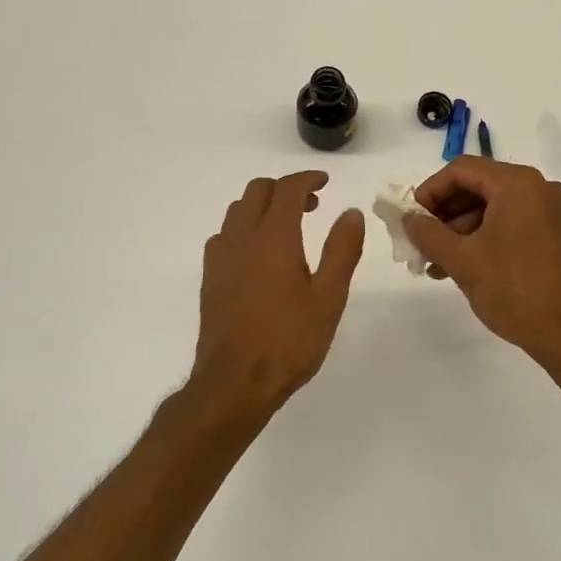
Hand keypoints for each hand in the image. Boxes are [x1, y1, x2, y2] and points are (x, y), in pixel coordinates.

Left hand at [189, 172, 364, 416]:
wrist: (234, 381)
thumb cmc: (289, 341)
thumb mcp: (328, 298)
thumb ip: (341, 251)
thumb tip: (350, 212)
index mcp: (273, 237)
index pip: (287, 189)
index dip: (307, 179)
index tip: (325, 182)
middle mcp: (241, 237)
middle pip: (257, 191)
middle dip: (285, 188)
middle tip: (311, 205)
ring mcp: (220, 256)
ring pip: (238, 210)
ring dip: (263, 205)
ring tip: (287, 226)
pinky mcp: (209, 276)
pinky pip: (225, 233)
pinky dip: (245, 227)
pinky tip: (259, 253)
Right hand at [403, 158, 560, 363]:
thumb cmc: (514, 290)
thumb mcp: (462, 260)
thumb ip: (428, 233)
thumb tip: (407, 218)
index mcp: (518, 184)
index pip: (462, 170)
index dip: (430, 191)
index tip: (410, 217)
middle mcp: (539, 188)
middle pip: (478, 186)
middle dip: (444, 213)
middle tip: (419, 240)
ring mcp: (551, 211)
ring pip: (493, 207)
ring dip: (460, 230)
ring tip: (435, 262)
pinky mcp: (556, 234)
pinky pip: (510, 222)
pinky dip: (484, 237)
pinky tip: (460, 265)